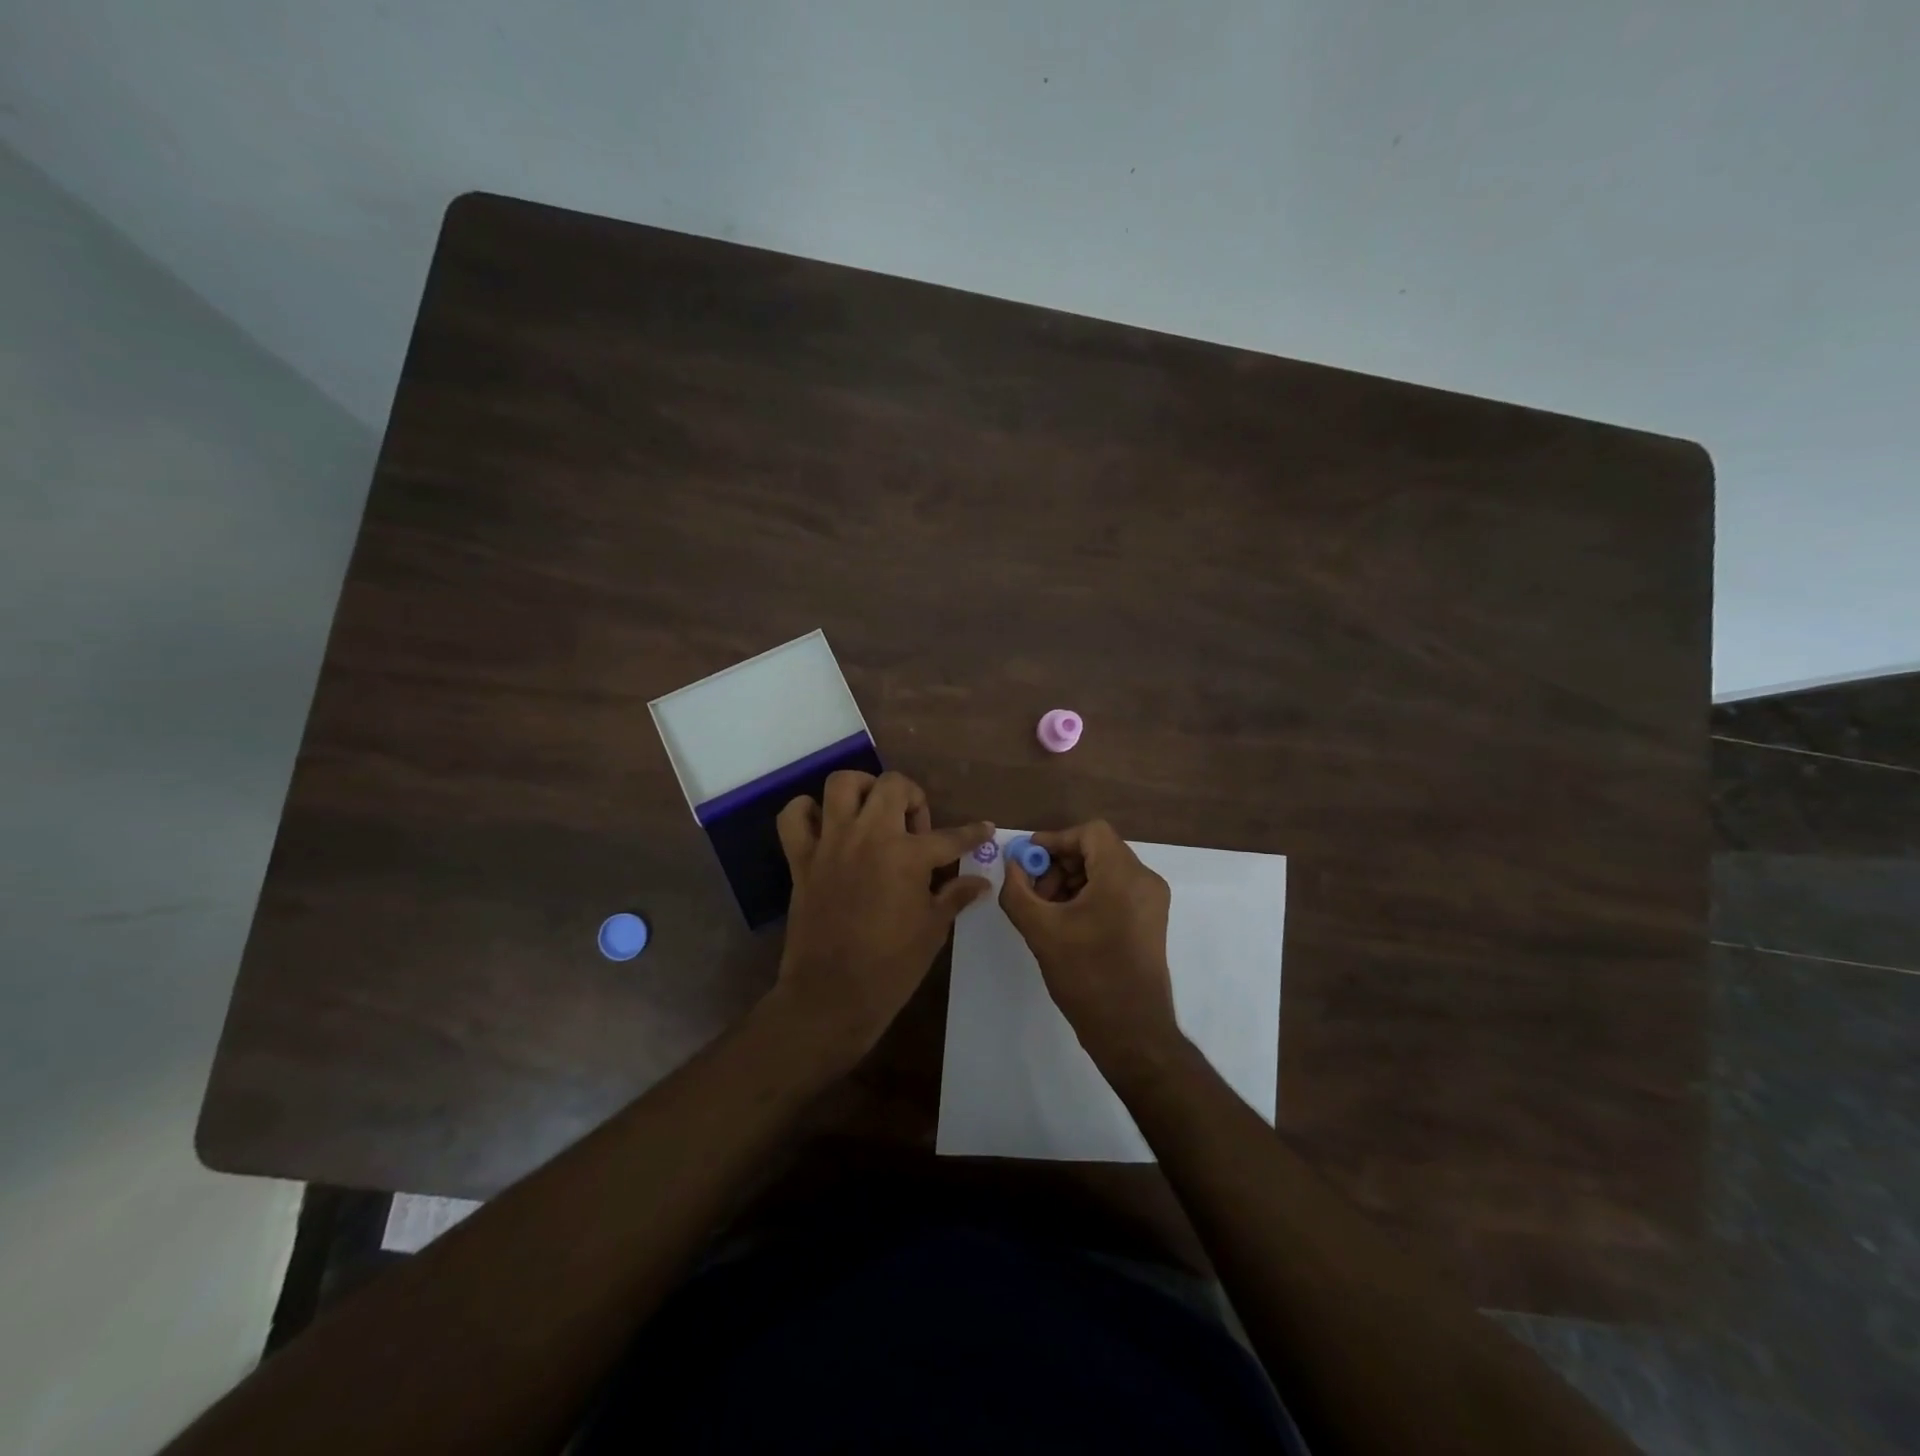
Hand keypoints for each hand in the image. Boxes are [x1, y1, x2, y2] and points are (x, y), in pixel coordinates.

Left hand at [771, 770, 992, 1061]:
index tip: (985, 829)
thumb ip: (955, 896)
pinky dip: (807, 811)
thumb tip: (981, 881)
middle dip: (913, 798)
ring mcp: (831, 843)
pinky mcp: (801, 859)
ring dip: (863, 790)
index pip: (951, 837)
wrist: (831, 996)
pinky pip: (794, 816)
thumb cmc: (891, 966)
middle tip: (915, 829)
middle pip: (893, 786)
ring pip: (842, 783)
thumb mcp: (933, 930)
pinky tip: (825, 825)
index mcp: (907, 856)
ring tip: (873, 813)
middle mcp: (869, 836)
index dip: (974, 833)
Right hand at [998, 820, 1180, 1069]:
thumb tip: (1012, 865)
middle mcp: (1145, 880)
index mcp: (1124, 875)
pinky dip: (1089, 895)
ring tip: (1047, 910)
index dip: (1055, 840)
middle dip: (1060, 864)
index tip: (1027, 860)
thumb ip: (1017, 890)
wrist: (1132, 1031)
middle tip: (1034, 890)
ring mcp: (1152, 902)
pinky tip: (1067, 922)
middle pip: (1097, 850)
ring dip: (1072, 880)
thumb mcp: (1041, 930)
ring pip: (1106, 870)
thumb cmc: (1087, 976)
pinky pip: (1117, 890)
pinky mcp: (1151, 921)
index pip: (1089, 832)